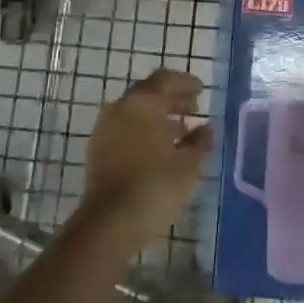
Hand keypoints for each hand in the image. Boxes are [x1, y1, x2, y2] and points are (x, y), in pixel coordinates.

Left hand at [83, 69, 212, 244]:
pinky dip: (142, 129)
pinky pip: (124, 127)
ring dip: (157, 115)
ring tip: (179, 130)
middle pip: (149, 92)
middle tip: (193, 108)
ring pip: (135, 110)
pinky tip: (158, 148)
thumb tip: (206, 128)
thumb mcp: (188, 165)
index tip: (201, 91)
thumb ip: (200, 141)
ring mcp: (105, 127)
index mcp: (143, 102)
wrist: (109, 222)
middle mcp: (121, 106)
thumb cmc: (155, 186)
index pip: (166, 80)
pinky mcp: (97, 148)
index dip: (186, 83)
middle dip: (172, 98)